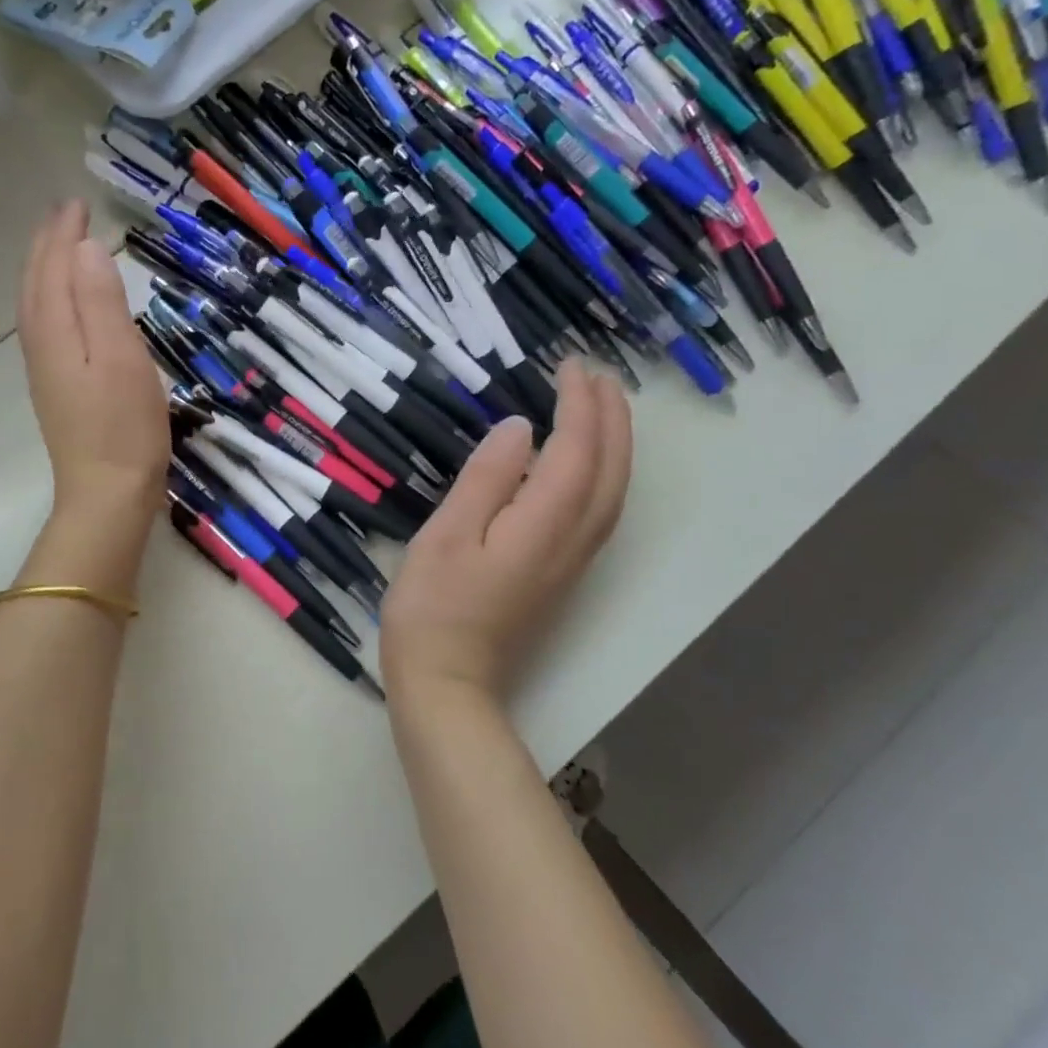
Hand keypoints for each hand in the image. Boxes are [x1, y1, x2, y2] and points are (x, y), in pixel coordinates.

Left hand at [18, 202, 169, 529]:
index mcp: (56, 332)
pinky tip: (62, 308)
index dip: (64, 235)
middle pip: (36, 284)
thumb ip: (101, 302)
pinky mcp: (56, 389)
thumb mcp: (121, 358)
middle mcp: (41, 346)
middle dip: (48, 246)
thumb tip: (84, 249)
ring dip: (44, 270)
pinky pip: (44, 327)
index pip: (54, 268)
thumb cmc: (123, 427)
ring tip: (59, 249)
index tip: (78, 205)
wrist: (106, 495)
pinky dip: (49, 300)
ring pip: (35, 306)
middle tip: (65, 215)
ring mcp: (45, 371)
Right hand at [381, 363, 631, 703]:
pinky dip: (604, 474)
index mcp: (543, 524)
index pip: (576, 449)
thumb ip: (486, 479)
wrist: (447, 682)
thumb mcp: (446, 536)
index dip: (578, 404)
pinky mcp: (561, 575)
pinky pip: (600, 511)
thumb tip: (521, 428)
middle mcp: (573, 539)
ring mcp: (572, 561)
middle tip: (595, 374)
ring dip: (614, 443)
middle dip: (610, 416)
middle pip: (609, 469)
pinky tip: (587, 466)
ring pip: (612, 492)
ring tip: (601, 406)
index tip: (568, 365)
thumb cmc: (433, 607)